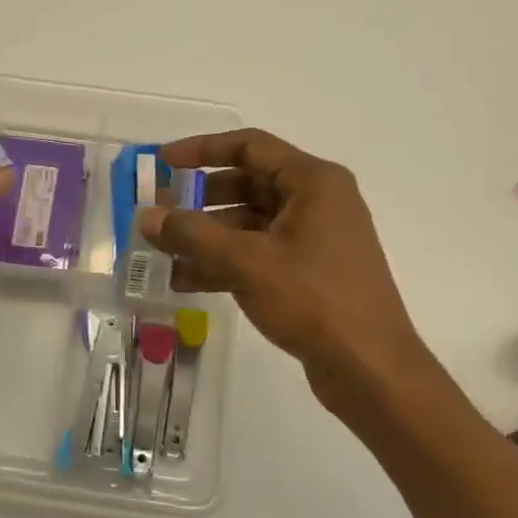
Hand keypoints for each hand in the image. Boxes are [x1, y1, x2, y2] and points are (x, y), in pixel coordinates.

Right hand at [140, 129, 435, 416]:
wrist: (371, 370)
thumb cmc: (313, 300)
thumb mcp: (246, 262)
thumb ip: (192, 234)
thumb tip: (146, 216)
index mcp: (313, 182)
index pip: (249, 147)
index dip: (202, 150)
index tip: (164, 162)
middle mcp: (318, 201)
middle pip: (249, 184)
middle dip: (201, 199)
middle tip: (161, 212)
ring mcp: (316, 238)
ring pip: (251, 223)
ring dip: (209, 236)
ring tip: (165, 252)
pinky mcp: (311, 271)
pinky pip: (260, 252)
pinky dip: (227, 261)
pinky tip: (187, 280)